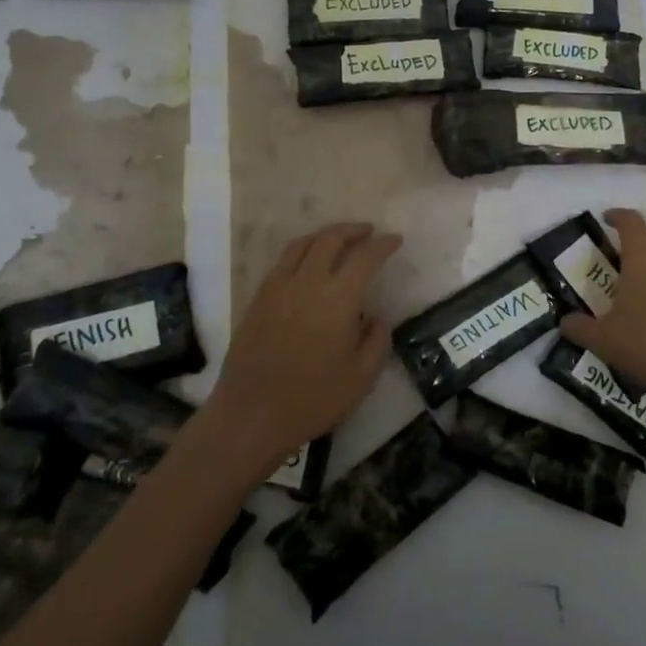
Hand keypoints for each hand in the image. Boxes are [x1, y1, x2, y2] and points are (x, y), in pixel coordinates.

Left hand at [204, 223, 400, 478]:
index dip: (383, 245)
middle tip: (369, 232)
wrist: (250, 415)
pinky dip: (302, 251)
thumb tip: (375, 317)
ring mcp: (278, 287)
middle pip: (330, 239)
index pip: (365, 257)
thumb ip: (376, 342)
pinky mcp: (258, 298)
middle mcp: (307, 282)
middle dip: (353, 230)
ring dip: (325, 235)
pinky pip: (283, 261)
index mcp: (337, 299)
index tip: (395, 240)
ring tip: (339, 240)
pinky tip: (308, 264)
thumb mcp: (361, 378)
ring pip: (302, 244)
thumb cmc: (312, 400)